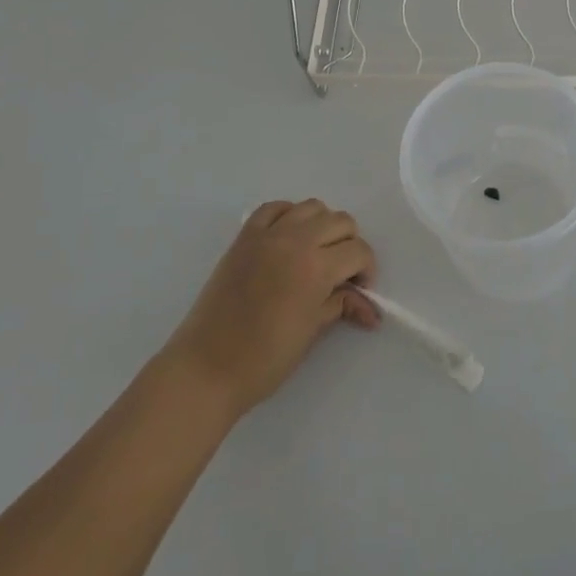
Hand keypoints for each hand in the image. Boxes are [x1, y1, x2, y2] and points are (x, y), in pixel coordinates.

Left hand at [165, 199, 379, 416]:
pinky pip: (274, 209)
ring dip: (323, 226)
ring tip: (317, 254)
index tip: (360, 291)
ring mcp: (267, 235)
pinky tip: (290, 238)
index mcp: (316, 268)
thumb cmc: (264, 359)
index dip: (366, 270)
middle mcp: (295, 241)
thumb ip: (340, 305)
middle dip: (350, 245)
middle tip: (342, 274)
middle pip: (340, 222)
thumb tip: (369, 307)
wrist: (206, 367)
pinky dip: (289, 216)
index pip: (358, 251)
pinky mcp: (244, 237)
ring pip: (311, 207)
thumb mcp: (312, 331)